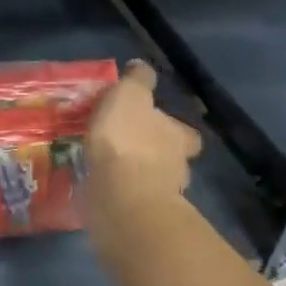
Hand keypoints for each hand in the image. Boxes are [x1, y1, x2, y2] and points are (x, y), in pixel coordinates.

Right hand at [85, 60, 201, 205]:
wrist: (121, 198)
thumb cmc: (128, 141)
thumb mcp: (129, 97)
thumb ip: (137, 82)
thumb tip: (141, 66)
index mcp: (179, 138)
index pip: (185, 132)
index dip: (173, 127)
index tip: (154, 124)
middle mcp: (176, 168)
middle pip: (170, 160)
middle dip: (154, 155)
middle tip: (128, 149)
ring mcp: (159, 197)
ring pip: (151, 184)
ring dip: (135, 177)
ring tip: (109, 171)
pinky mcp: (138, 218)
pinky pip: (129, 203)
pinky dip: (119, 196)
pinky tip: (101, 191)